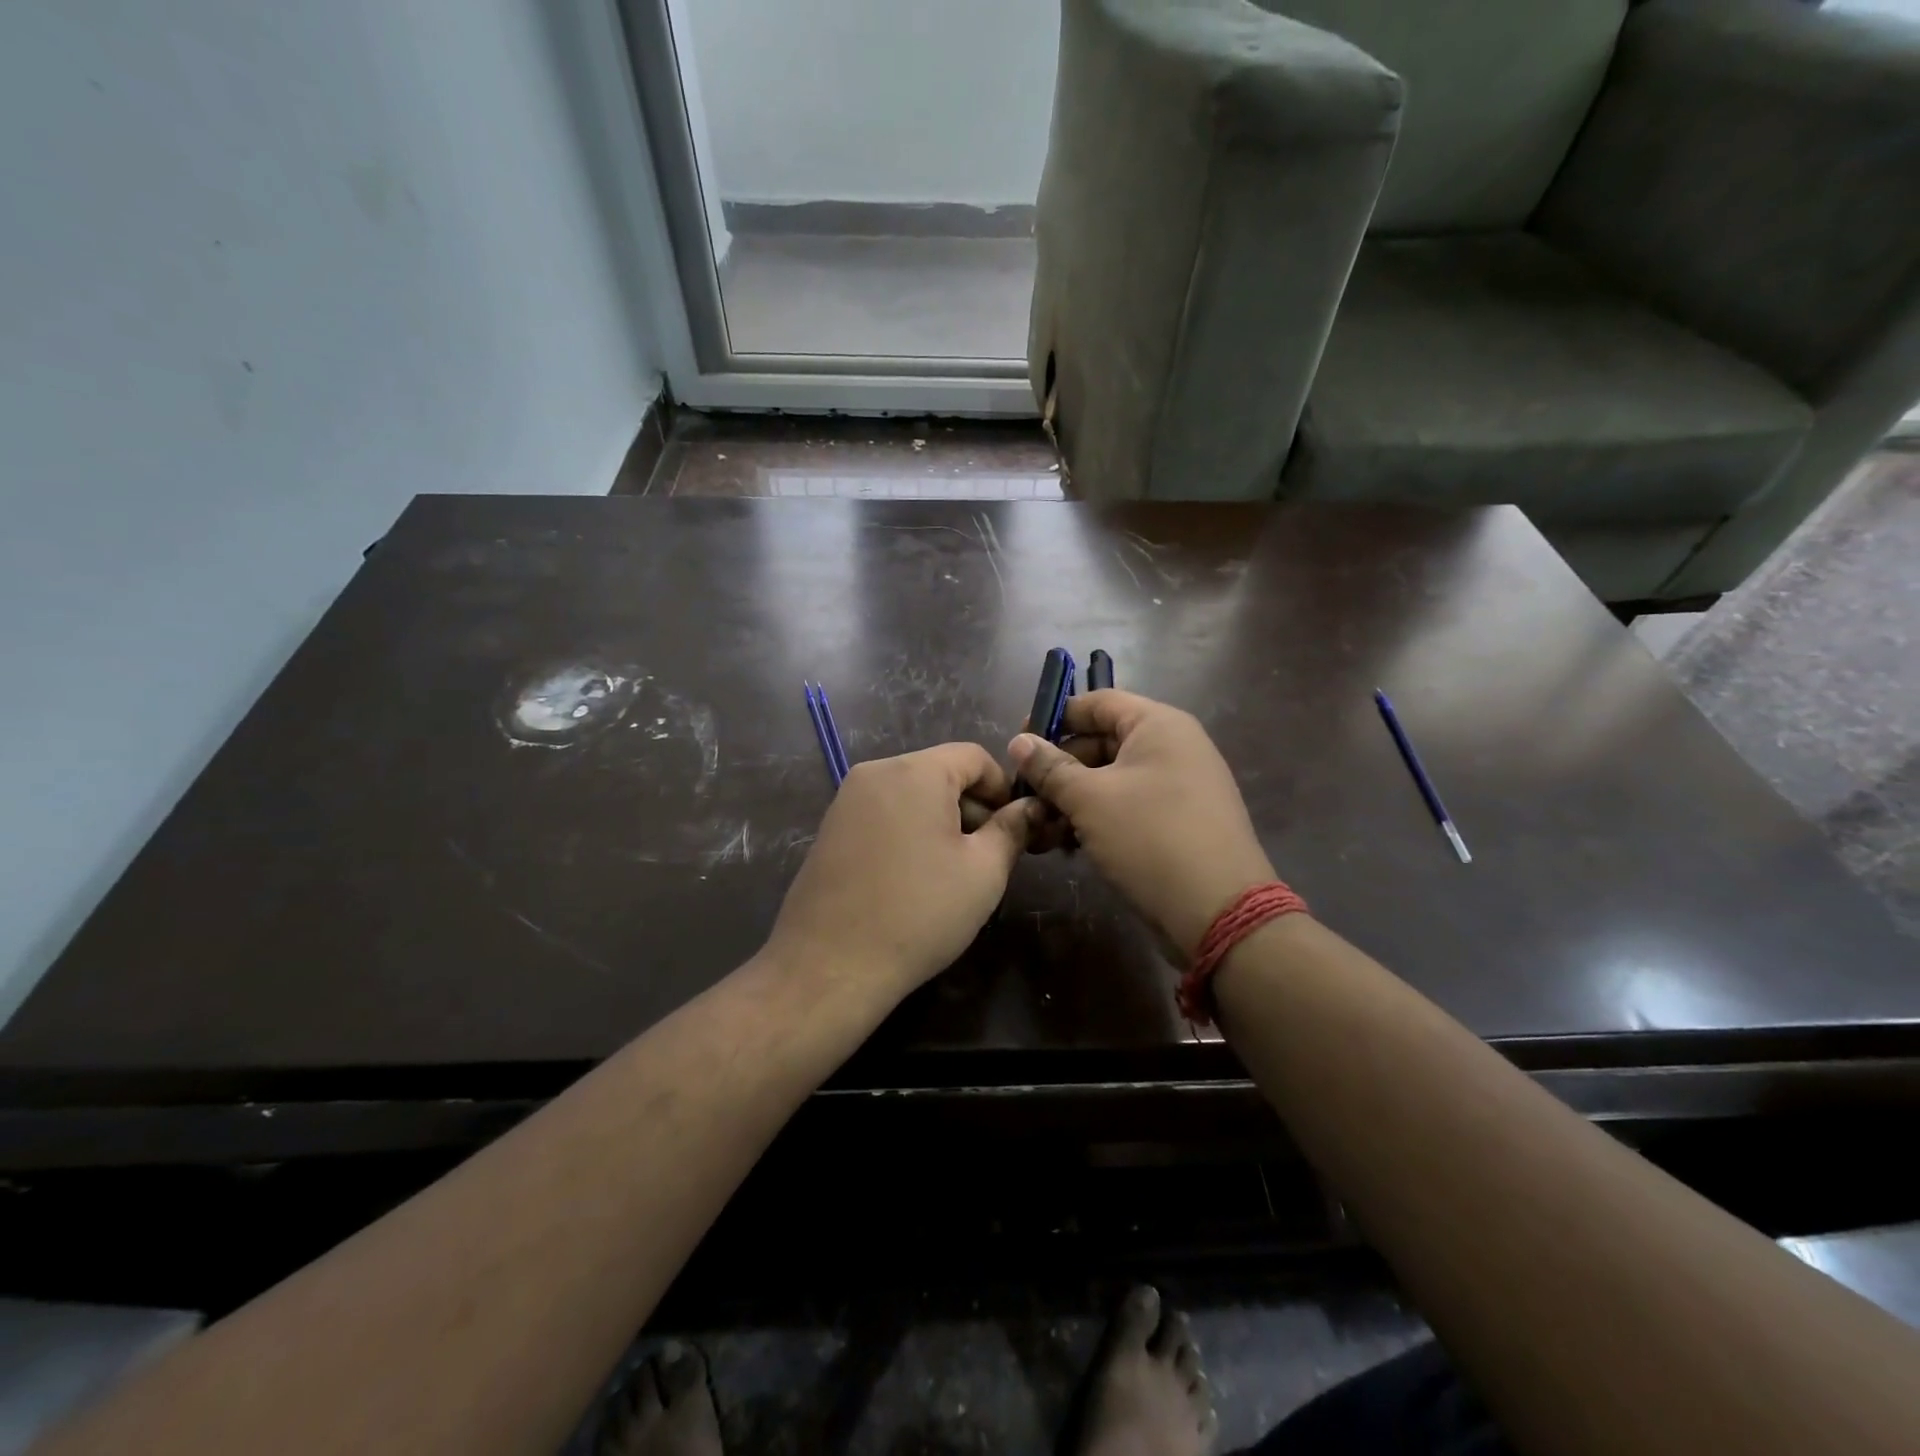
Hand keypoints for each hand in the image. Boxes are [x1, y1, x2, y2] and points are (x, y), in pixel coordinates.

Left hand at [767, 743, 1038, 1000]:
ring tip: (953, 871)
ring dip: (941, 821)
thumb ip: (1013, 829)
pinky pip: (883, 813)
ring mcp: (847, 800)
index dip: (1003, 788)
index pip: (973, 756)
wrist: (830, 965)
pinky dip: (908, 831)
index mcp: (915, 771)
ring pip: (911, 794)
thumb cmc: (919, 913)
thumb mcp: (983, 872)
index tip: (1015, 828)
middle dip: (972, 806)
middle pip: (940, 772)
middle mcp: (876, 772)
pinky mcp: (830, 828)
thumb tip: (1032, 808)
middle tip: (990, 855)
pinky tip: (914, 877)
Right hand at [1009, 691, 1274, 958]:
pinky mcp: (1180, 820)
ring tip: (1041, 827)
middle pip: (1103, 741)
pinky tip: (1069, 844)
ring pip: (1113, 778)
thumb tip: (1019, 741)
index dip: (1056, 717)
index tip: (1019, 741)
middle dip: (1060, 767)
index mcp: (1158, 725)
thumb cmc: (1149, 837)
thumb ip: (1050, 768)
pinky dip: (1099, 817)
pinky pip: (1130, 804)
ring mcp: (1180, 785)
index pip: (1098, 702)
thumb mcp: (1089, 799)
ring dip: (1074, 798)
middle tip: (1025, 793)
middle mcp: (1174, 746)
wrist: (1219, 910)